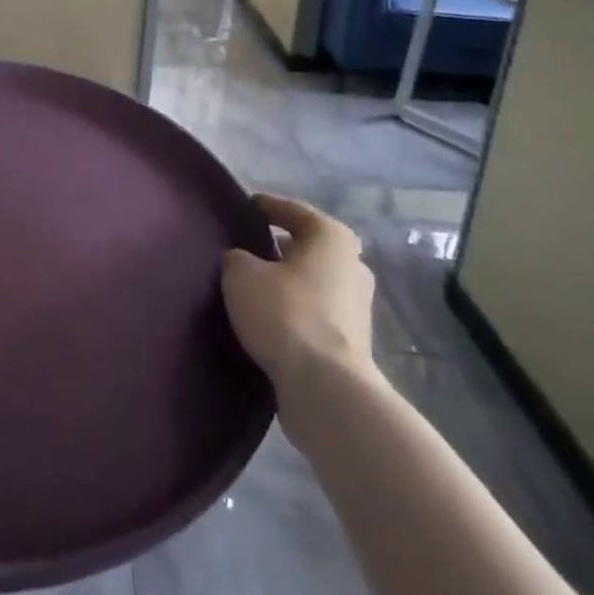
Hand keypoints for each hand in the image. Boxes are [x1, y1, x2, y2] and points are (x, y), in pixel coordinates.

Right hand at [221, 193, 377, 399]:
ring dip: (286, 280)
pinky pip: (314, 310)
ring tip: (251, 284)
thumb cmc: (285, 313)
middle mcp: (351, 264)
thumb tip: (241, 261)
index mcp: (331, 237)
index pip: (292, 210)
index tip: (244, 207)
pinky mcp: (351, 339)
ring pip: (311, 280)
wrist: (325, 387)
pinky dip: (293, 308)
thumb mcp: (241, 274)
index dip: (265, 206)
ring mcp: (356, 304)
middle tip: (245, 247)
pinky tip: (267, 316)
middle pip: (306, 246)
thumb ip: (237, 258)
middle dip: (278, 246)